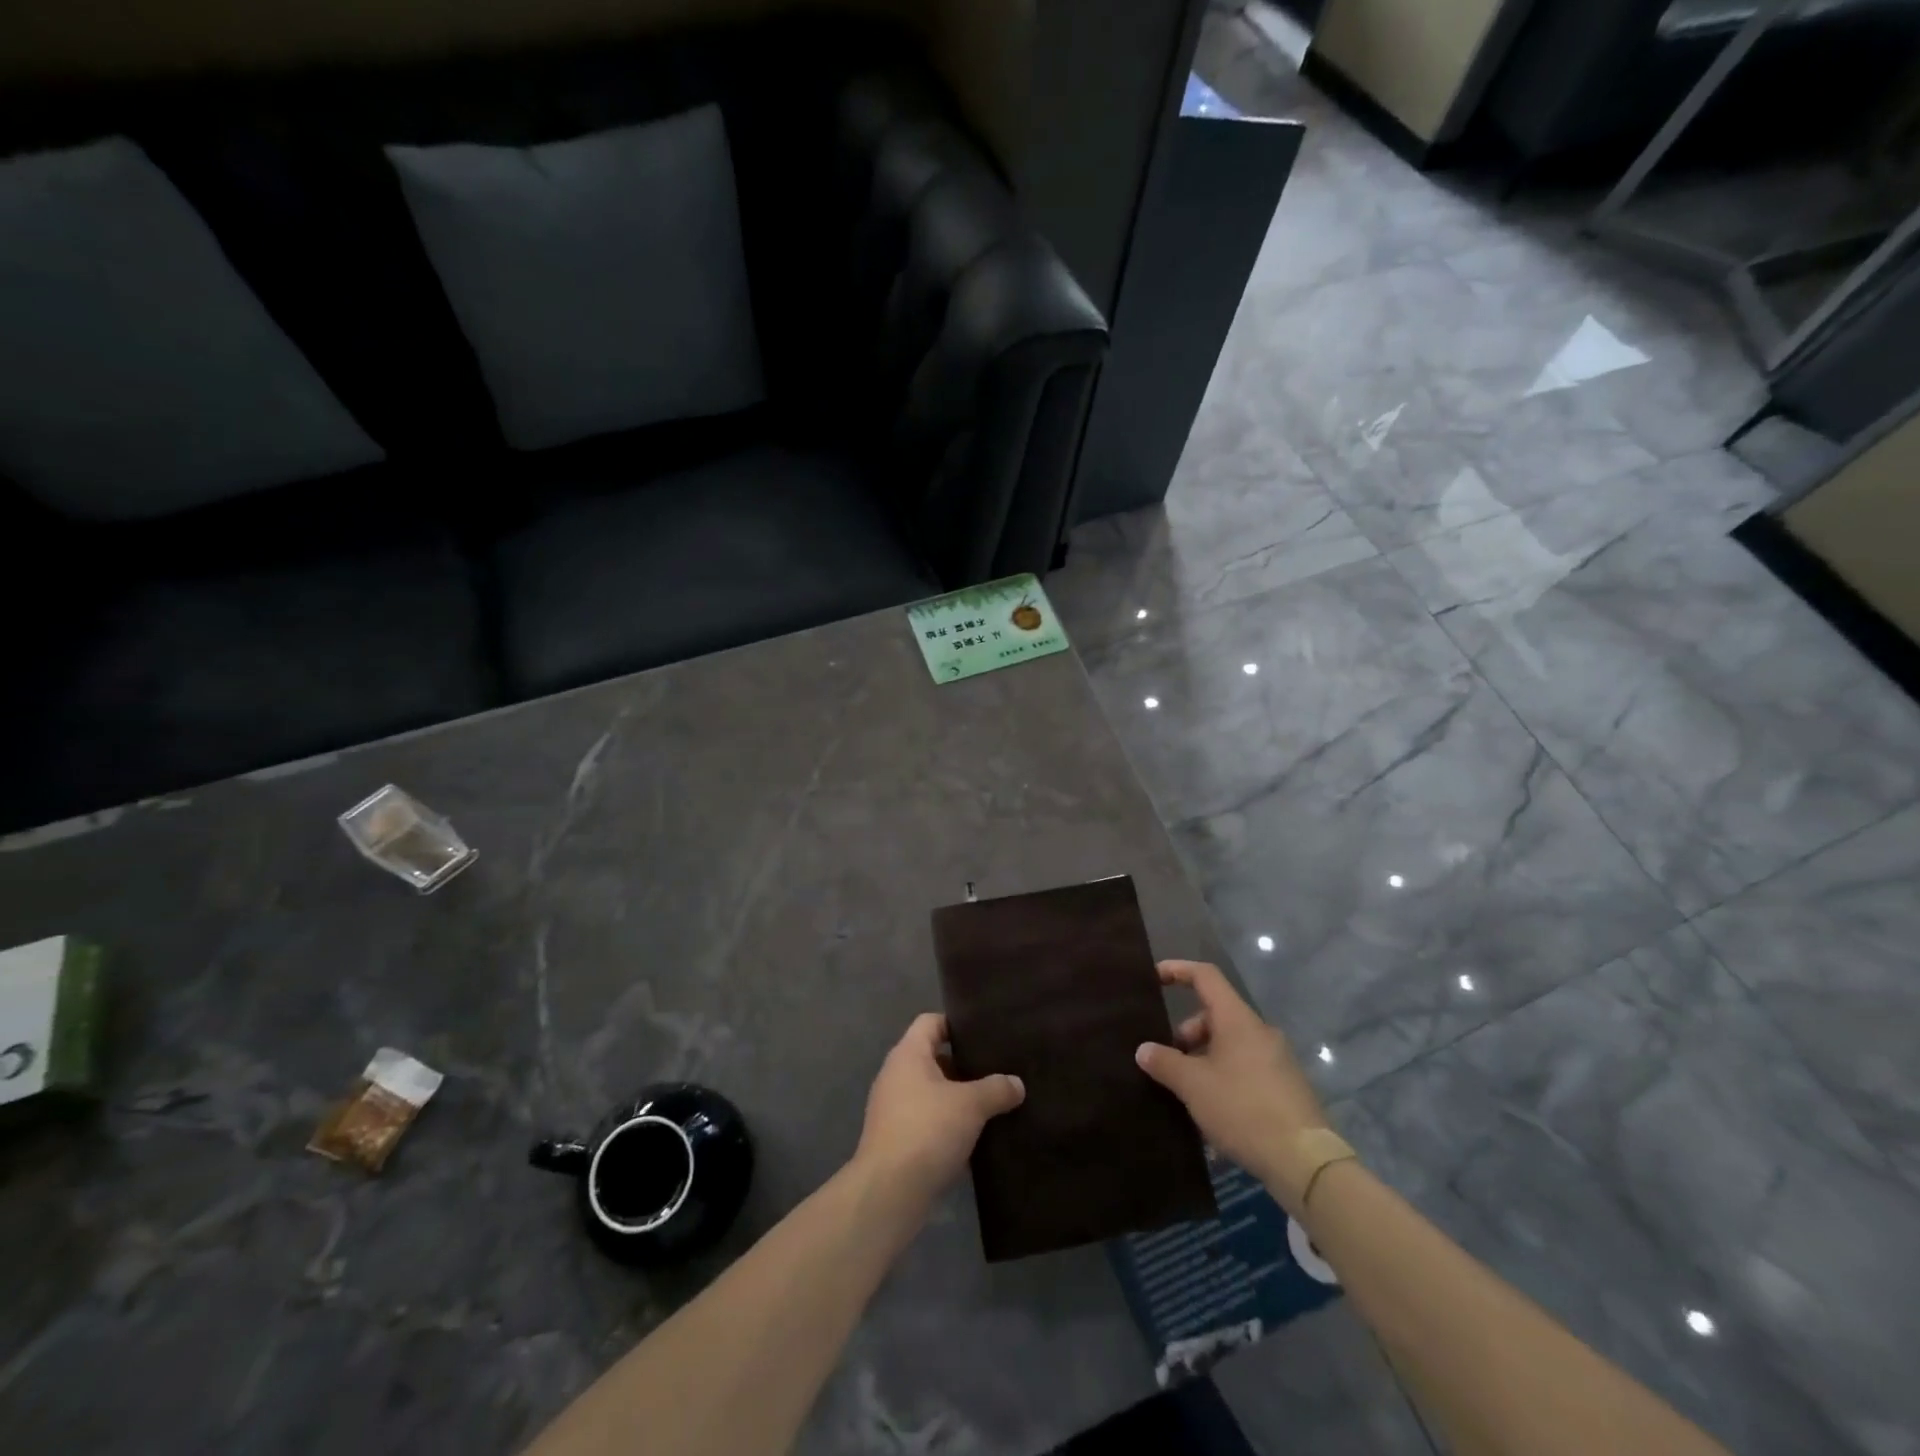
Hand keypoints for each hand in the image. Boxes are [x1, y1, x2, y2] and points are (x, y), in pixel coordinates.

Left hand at [855, 1013, 1024, 1207]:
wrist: (889, 1192)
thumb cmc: (927, 1131)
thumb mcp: (970, 1105)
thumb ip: (996, 1089)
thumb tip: (1017, 1084)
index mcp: (908, 1055)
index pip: (931, 1022)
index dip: (956, 1023)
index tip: (984, 1034)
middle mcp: (896, 1076)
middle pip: (933, 1058)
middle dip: (964, 1066)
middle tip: (997, 1070)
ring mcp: (893, 1110)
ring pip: (932, 1093)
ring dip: (958, 1099)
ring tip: (993, 1104)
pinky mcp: (896, 1140)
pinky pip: (927, 1122)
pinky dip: (948, 1126)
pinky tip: (976, 1139)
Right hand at [1135, 960, 1330, 1207]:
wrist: (1305, 1162)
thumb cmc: (1243, 1109)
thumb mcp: (1194, 1085)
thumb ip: (1165, 1062)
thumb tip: (1144, 1049)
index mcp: (1238, 1020)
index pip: (1206, 976)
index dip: (1178, 970)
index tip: (1154, 978)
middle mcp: (1260, 1031)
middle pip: (1215, 1015)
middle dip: (1187, 1034)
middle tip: (1169, 1062)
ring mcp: (1277, 1059)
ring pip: (1230, 1045)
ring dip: (1204, 1059)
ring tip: (1187, 1093)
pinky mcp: (1286, 1087)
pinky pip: (1245, 1069)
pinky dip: (1223, 1078)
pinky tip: (1212, 1111)